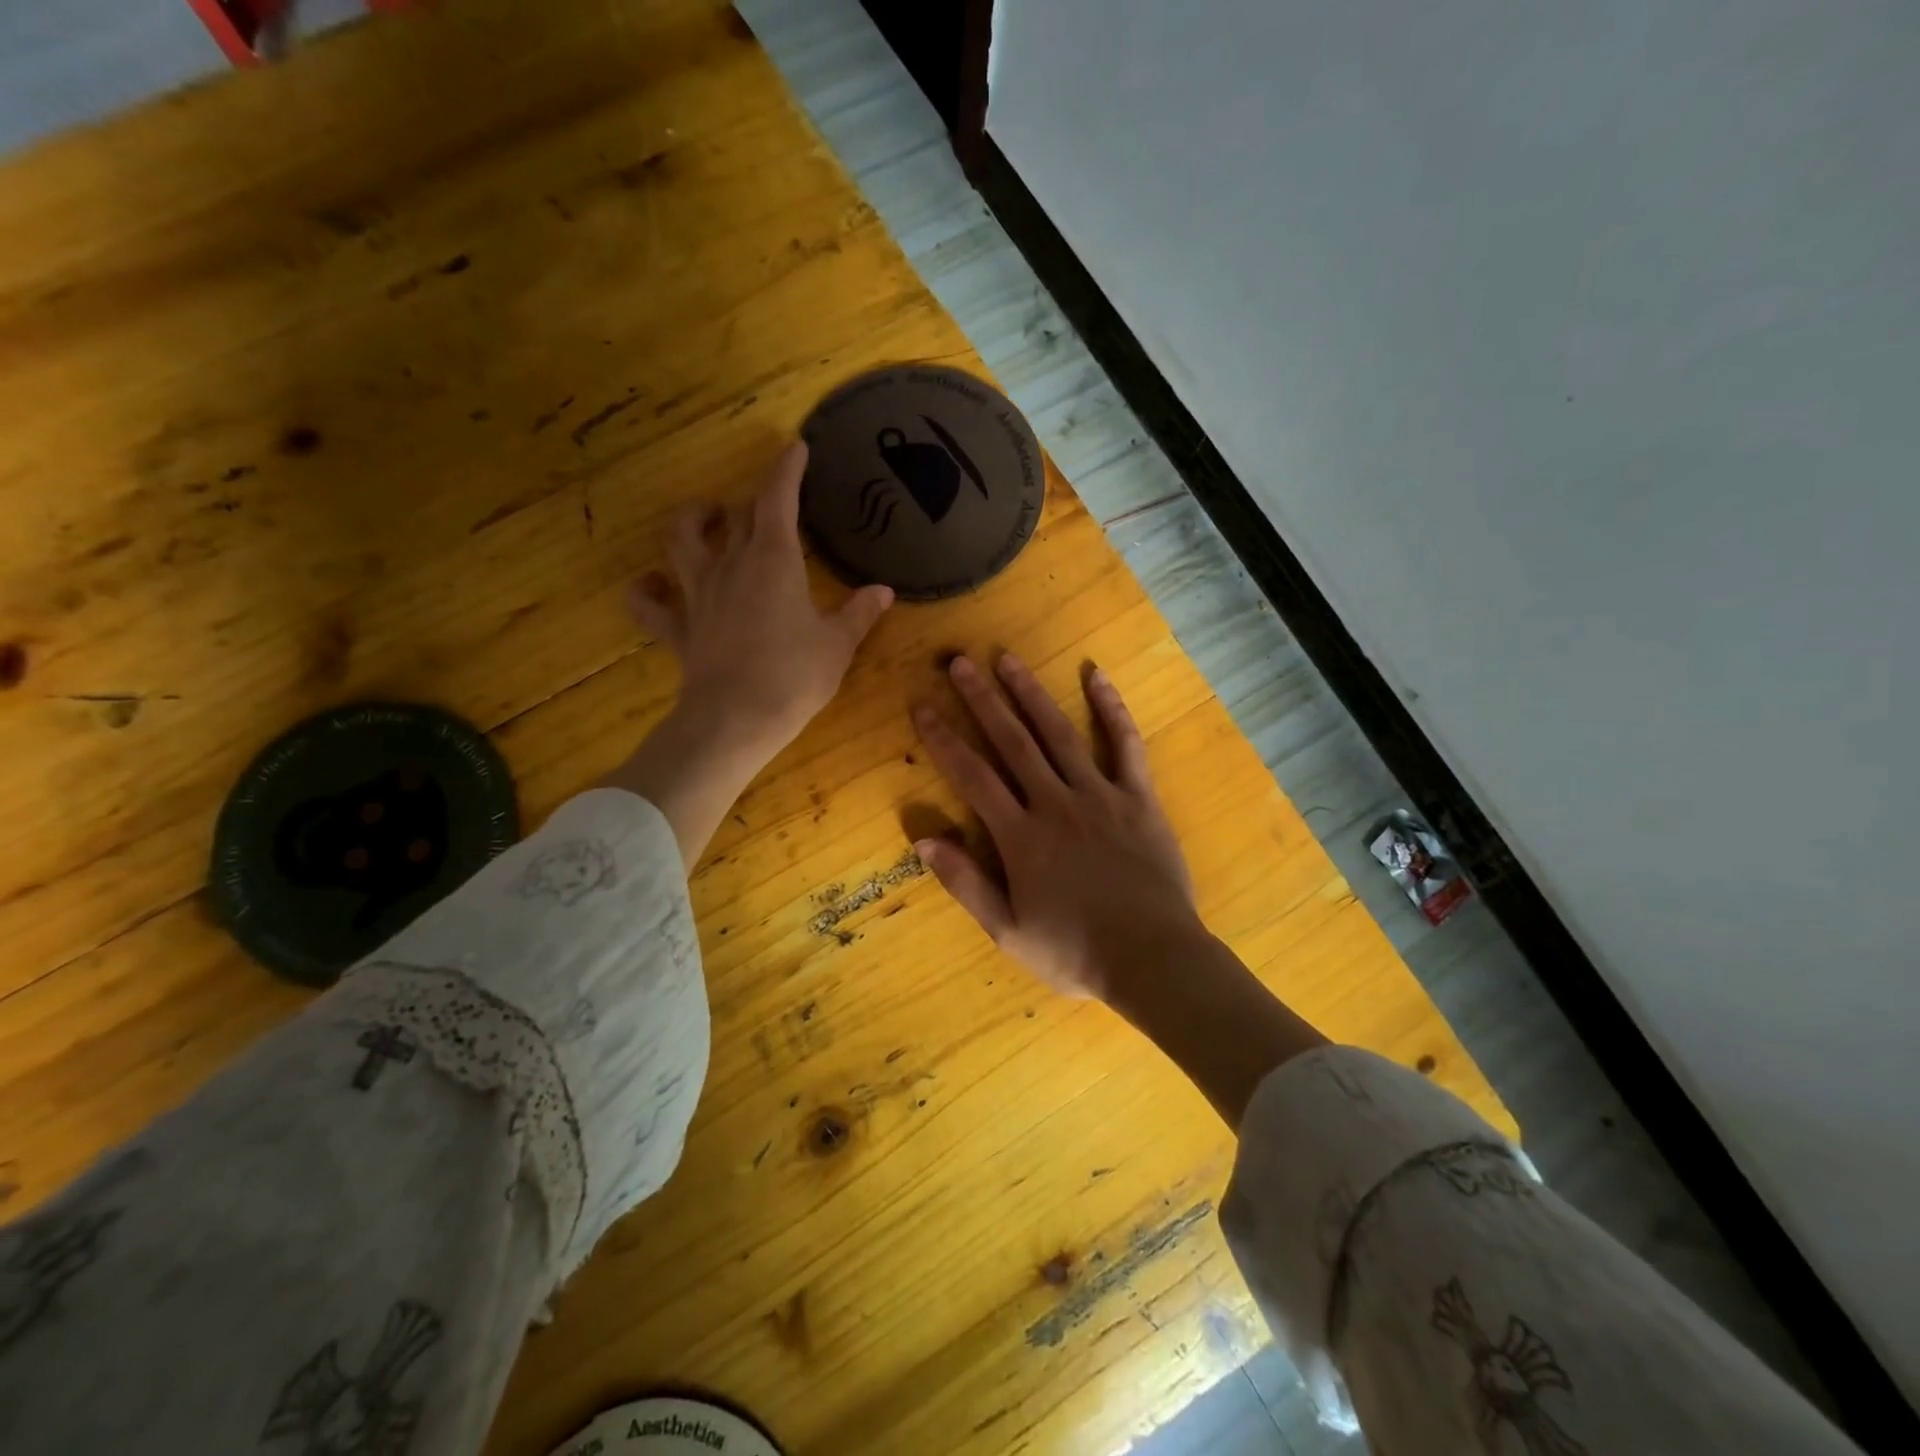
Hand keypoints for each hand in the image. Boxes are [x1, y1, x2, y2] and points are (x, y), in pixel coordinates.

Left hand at [630, 441, 894, 764]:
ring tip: (708, 518)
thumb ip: (859, 613)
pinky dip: (646, 592)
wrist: (736, 720)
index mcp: (773, 561)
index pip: (777, 498)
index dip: (786, 469)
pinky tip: (651, 585)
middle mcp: (730, 565)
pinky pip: (649, 605)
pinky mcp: (678, 629)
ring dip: (693, 522)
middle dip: (756, 501)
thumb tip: (883, 591)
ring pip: (682, 541)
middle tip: (772, 502)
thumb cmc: (794, 677)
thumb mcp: (838, 645)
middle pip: (738, 516)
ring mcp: (697, 595)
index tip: (795, 447)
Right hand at [912, 653, 1201, 1000]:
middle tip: (960, 661)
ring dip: (1032, 693)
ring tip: (1008, 659)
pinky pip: (1126, 745)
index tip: (922, 705)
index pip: (972, 776)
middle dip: (982, 700)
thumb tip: (923, 839)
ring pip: (1059, 733)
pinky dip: (1111, 708)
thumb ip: (965, 883)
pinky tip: (1097, 675)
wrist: (1153, 960)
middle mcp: (1055, 803)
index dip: (943, 739)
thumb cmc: (1075, 952)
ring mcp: (1100, 795)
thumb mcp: (1008, 931)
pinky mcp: (1139, 798)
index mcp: (1020, 836)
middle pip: (1012, 742)